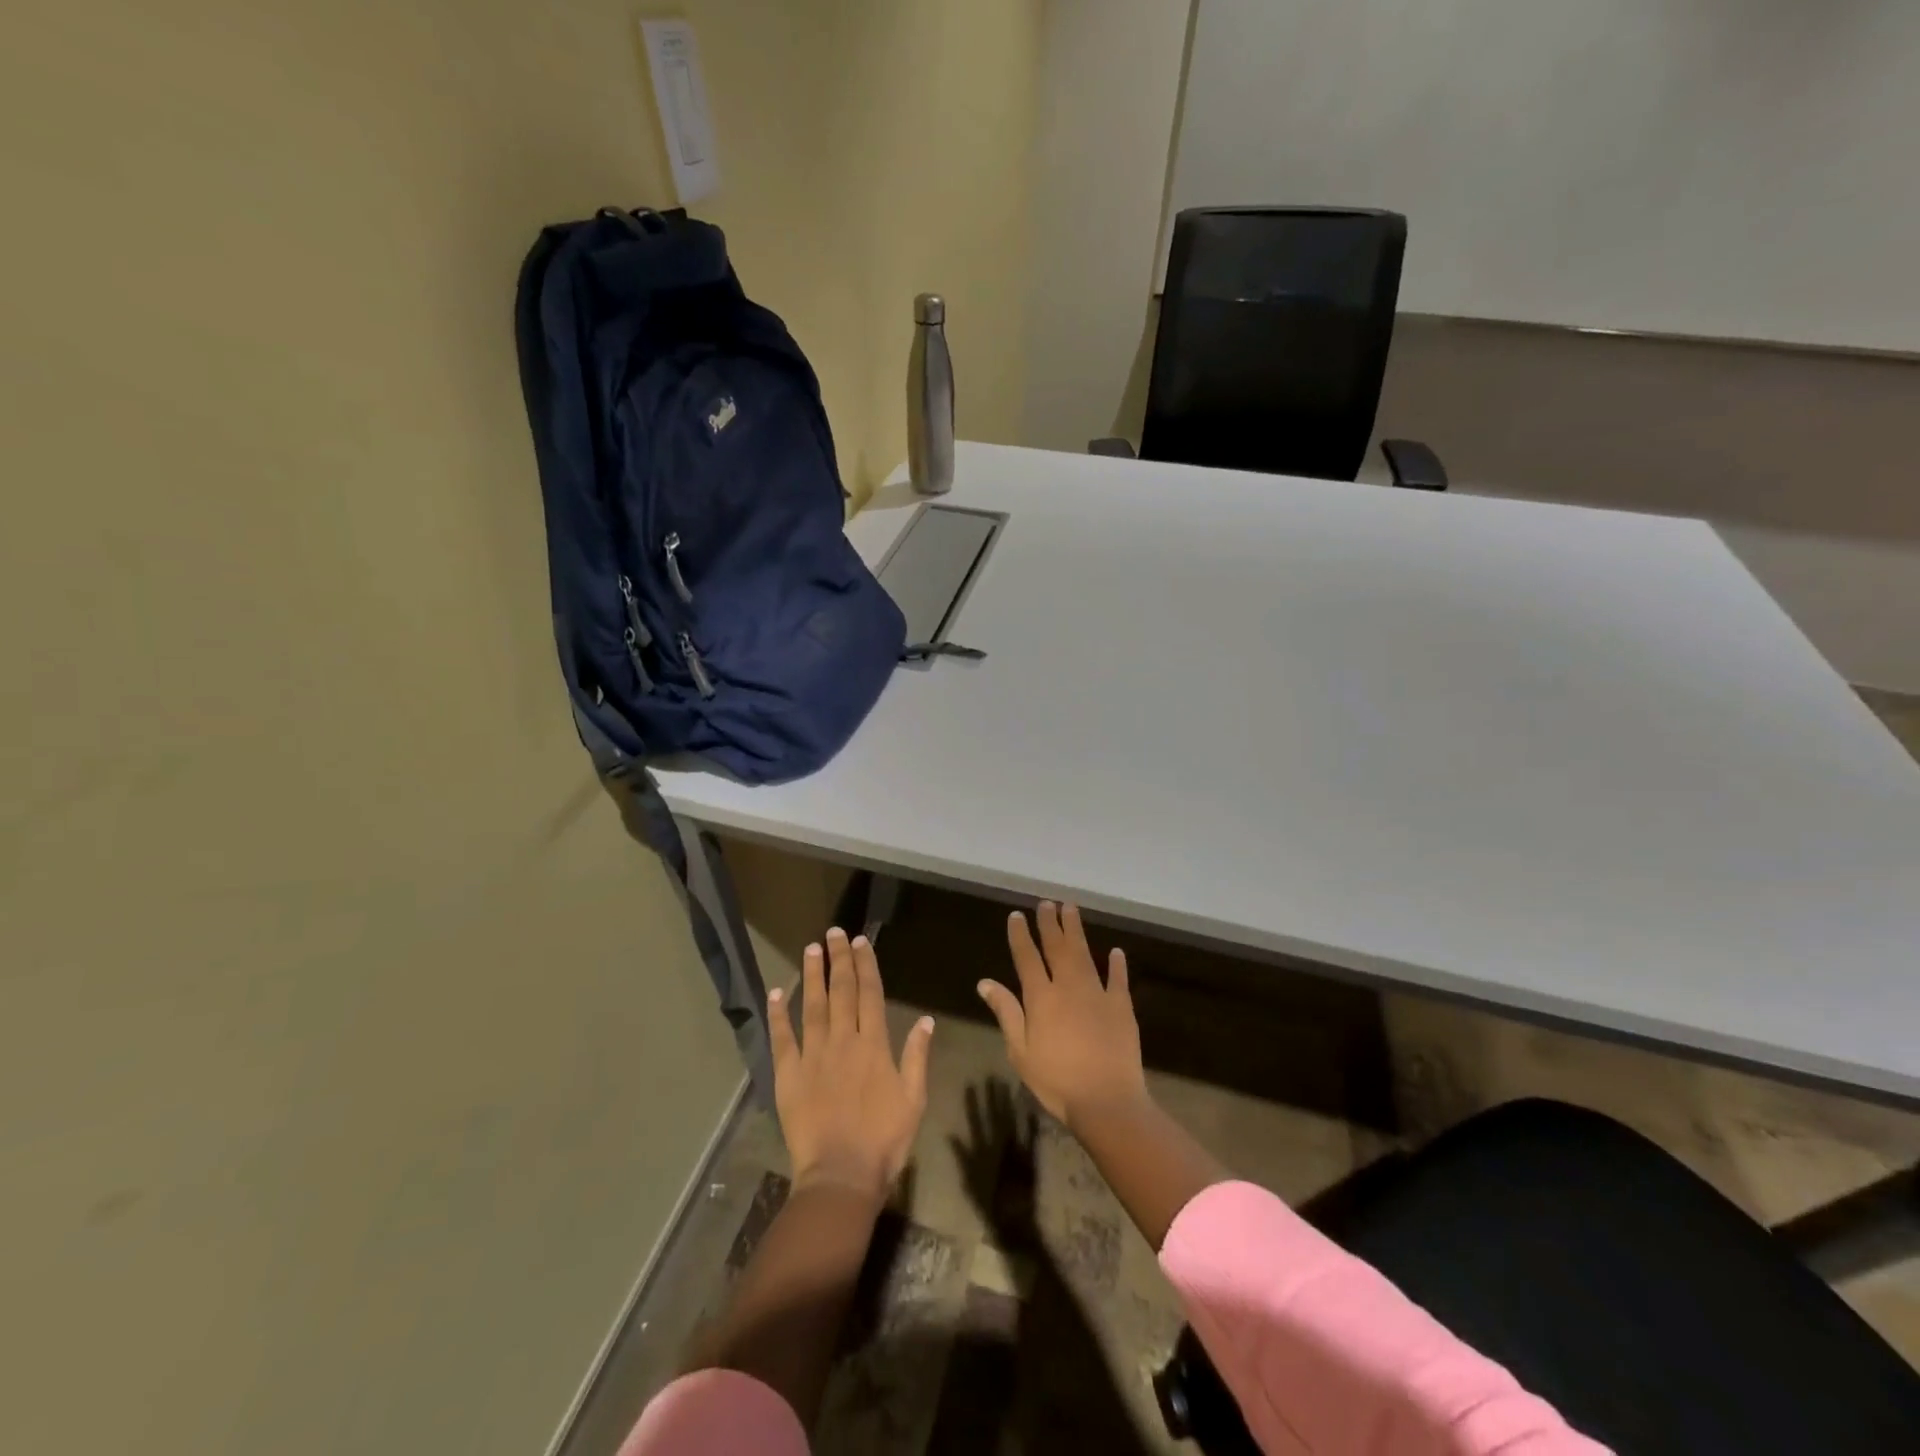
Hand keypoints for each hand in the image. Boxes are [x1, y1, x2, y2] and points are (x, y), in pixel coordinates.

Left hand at [768, 926, 934, 1203]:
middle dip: (838, 960)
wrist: (841, 1176)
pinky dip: (778, 1014)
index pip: (870, 994)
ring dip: (812, 976)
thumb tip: (926, 1020)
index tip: (860, 942)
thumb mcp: (914, 1100)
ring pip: (812, 1006)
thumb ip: (917, 1057)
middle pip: (841, 992)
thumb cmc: (884, 1140)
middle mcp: (843, 1041)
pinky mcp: (788, 1075)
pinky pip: (782, 1038)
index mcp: (874, 1045)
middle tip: (834, 932)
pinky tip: (777, 991)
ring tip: (810, 949)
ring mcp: (813, 1056)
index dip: (865, 965)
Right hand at [977, 903, 1147, 1131]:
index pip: (1027, 957)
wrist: (1107, 1101)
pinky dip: (1116, 964)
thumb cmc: (1056, 1081)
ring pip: (1085, 954)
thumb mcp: (1020, 1051)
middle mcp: (1068, 987)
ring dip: (1076, 931)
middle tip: (1046, 902)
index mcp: (1041, 998)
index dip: (1020, 935)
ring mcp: (1098, 994)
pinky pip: (1118, 979)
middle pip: (1057, 948)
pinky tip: (1115, 952)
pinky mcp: (1122, 1007)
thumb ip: (1006, 1012)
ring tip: (1071, 908)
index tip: (1017, 915)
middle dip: (1050, 923)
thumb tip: (985, 982)